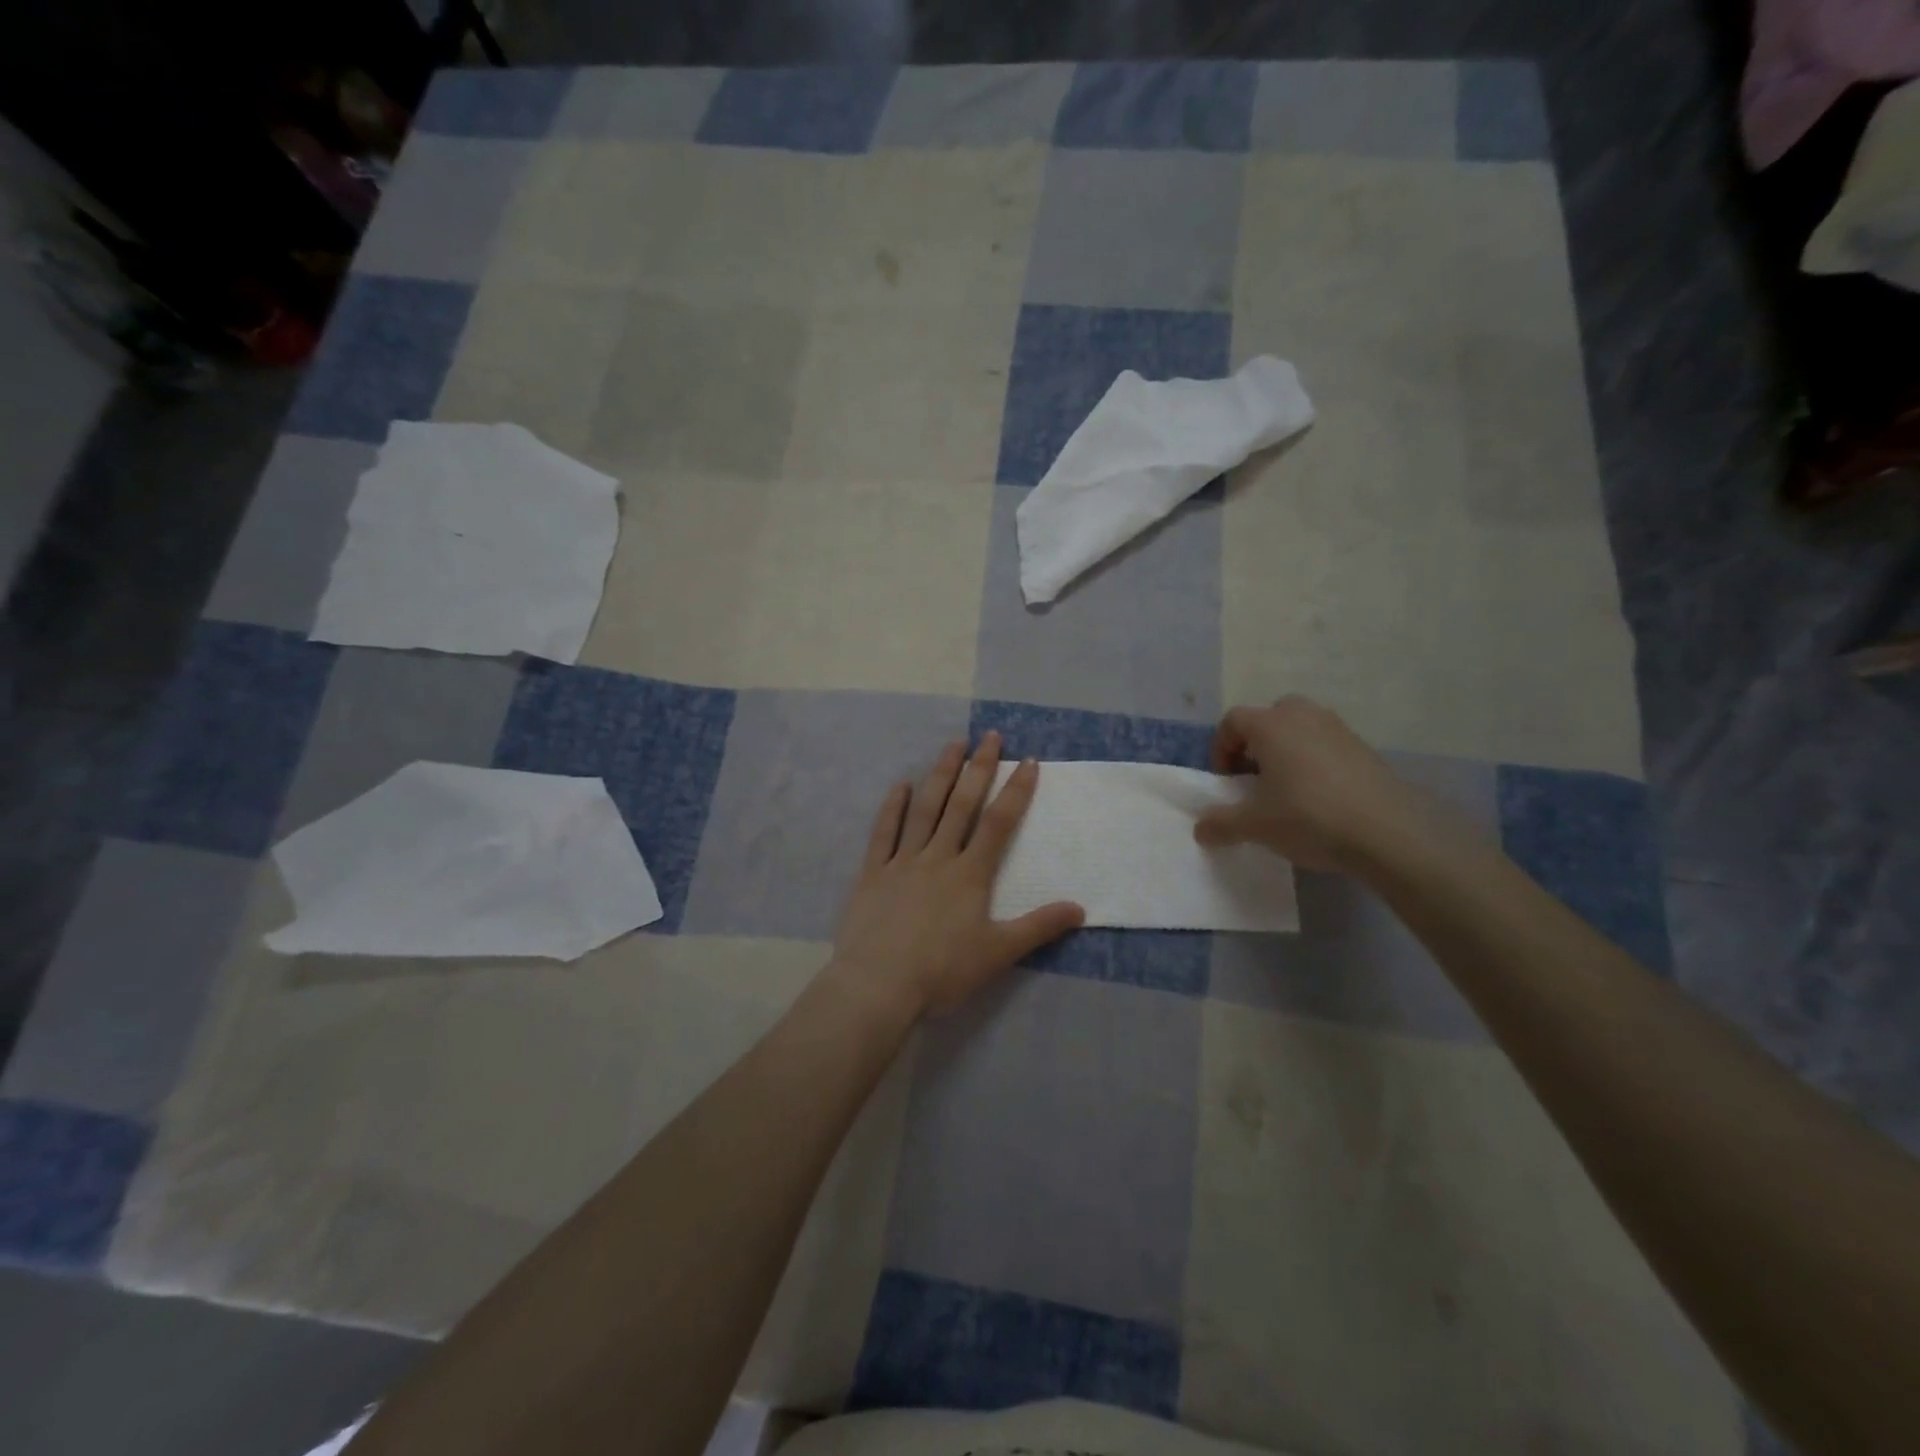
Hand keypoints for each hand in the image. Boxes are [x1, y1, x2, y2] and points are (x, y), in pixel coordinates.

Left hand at [830, 733, 1084, 1017]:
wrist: (879, 985)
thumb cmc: (942, 971)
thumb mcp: (998, 953)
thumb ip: (1038, 927)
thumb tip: (1080, 908)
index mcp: (970, 874)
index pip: (998, 823)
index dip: (1016, 791)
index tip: (1028, 761)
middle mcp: (938, 857)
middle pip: (961, 805)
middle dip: (979, 768)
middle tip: (990, 736)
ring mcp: (902, 862)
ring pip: (924, 809)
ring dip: (940, 775)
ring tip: (952, 745)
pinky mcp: (873, 873)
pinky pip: (884, 833)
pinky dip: (893, 807)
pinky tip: (901, 785)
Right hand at [1191, 697, 1425, 872]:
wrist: (1388, 833)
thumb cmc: (1309, 818)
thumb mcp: (1255, 826)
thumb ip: (1221, 824)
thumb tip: (1200, 830)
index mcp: (1270, 725)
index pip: (1232, 721)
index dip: (1220, 749)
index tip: (1225, 781)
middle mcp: (1303, 716)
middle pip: (1269, 717)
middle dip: (1256, 743)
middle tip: (1254, 778)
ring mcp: (1338, 729)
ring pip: (1300, 729)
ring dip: (1286, 751)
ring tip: (1286, 789)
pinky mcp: (1364, 749)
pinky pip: (1326, 745)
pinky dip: (1315, 762)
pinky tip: (1319, 798)